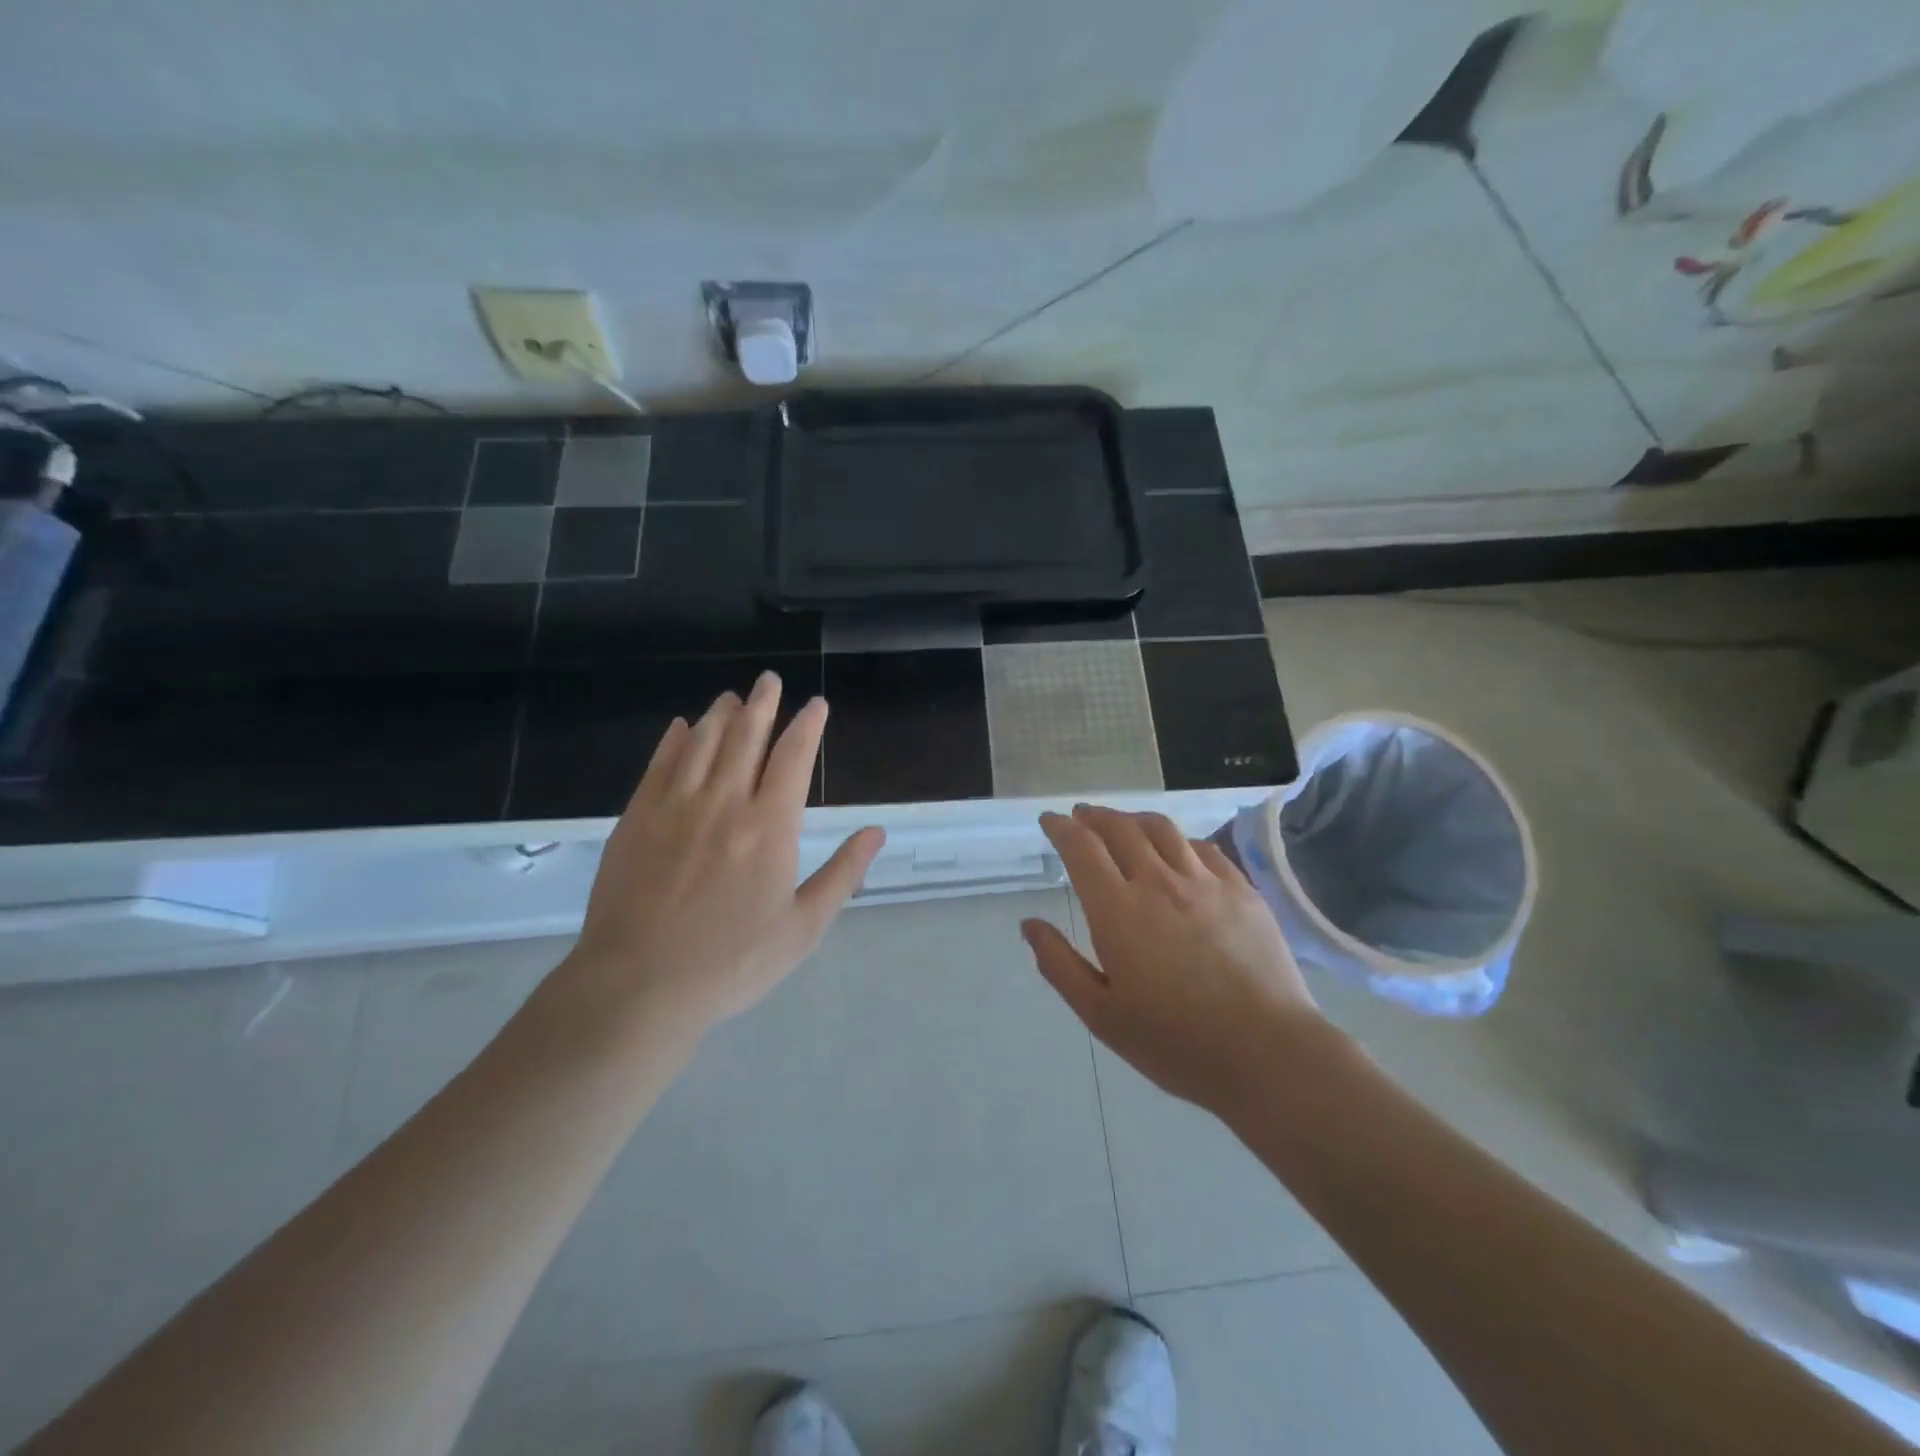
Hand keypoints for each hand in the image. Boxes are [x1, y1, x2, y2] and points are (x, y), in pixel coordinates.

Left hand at [539, 673, 884, 1051]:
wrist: (639, 986)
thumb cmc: (731, 962)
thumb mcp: (802, 928)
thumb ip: (842, 875)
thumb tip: (877, 832)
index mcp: (770, 826)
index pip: (794, 758)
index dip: (808, 726)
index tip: (816, 704)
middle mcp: (724, 802)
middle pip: (747, 737)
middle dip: (763, 704)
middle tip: (769, 679)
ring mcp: (675, 806)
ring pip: (703, 743)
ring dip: (721, 714)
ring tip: (732, 696)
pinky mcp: (636, 818)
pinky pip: (659, 764)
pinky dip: (675, 740)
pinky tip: (682, 727)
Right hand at [1023, 805, 1322, 1114]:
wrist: (1267, 1054)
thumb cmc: (1176, 1042)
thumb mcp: (1102, 1015)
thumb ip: (1059, 965)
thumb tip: (1030, 924)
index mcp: (1118, 911)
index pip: (1082, 848)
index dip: (1061, 828)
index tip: (1051, 821)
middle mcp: (1158, 883)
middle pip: (1120, 828)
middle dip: (1094, 816)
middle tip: (1082, 816)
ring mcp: (1205, 882)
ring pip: (1162, 829)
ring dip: (1134, 820)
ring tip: (1123, 824)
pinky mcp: (1242, 891)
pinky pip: (1204, 848)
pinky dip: (1179, 839)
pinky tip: (1178, 850)